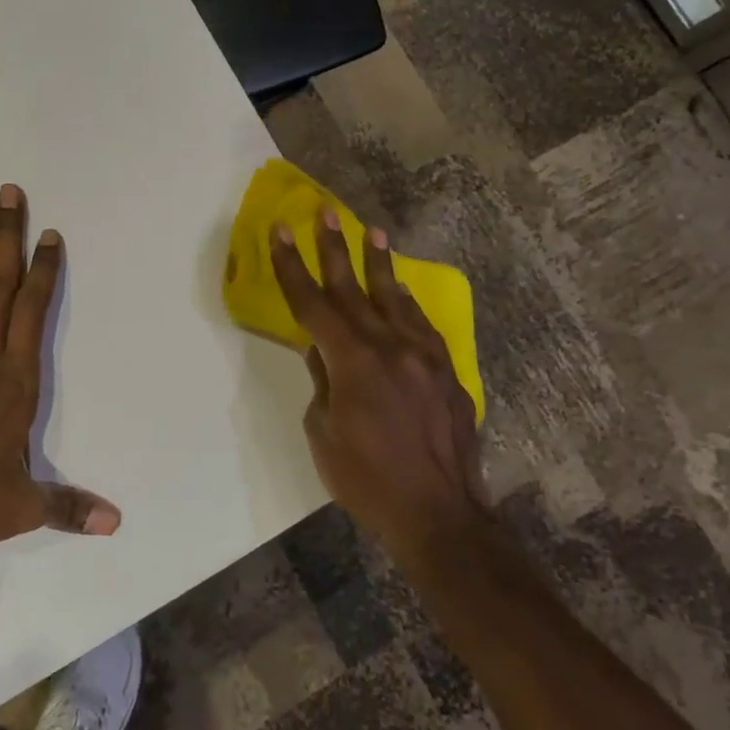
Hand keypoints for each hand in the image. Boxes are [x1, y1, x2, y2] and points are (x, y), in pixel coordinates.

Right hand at [268, 210, 486, 549]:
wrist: (439, 516)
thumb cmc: (367, 480)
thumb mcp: (323, 432)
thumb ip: (322, 381)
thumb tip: (322, 352)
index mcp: (353, 361)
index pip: (313, 304)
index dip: (293, 267)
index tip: (281, 232)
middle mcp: (390, 347)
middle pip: (354, 289)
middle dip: (335, 248)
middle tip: (325, 212)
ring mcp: (424, 357)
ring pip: (395, 299)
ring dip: (380, 264)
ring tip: (373, 232)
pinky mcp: (447, 373)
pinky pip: (422, 326)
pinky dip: (407, 304)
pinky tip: (401, 292)